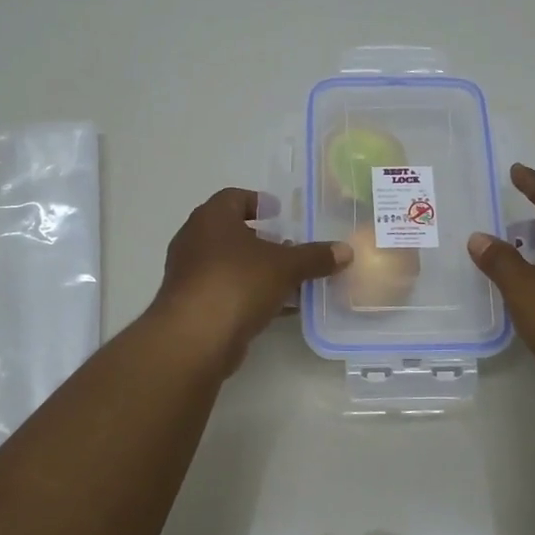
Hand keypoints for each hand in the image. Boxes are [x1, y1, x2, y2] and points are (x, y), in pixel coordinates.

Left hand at [149, 187, 350, 373]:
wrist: (195, 338)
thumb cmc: (237, 283)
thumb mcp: (285, 267)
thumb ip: (315, 257)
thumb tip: (346, 250)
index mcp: (211, 218)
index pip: (233, 197)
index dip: (258, 201)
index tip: (280, 213)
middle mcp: (194, 240)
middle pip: (232, 232)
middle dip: (262, 239)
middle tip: (290, 246)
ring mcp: (189, 275)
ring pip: (230, 264)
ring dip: (257, 270)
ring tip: (290, 279)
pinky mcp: (192, 306)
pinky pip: (227, 291)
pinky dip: (250, 294)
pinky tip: (278, 307)